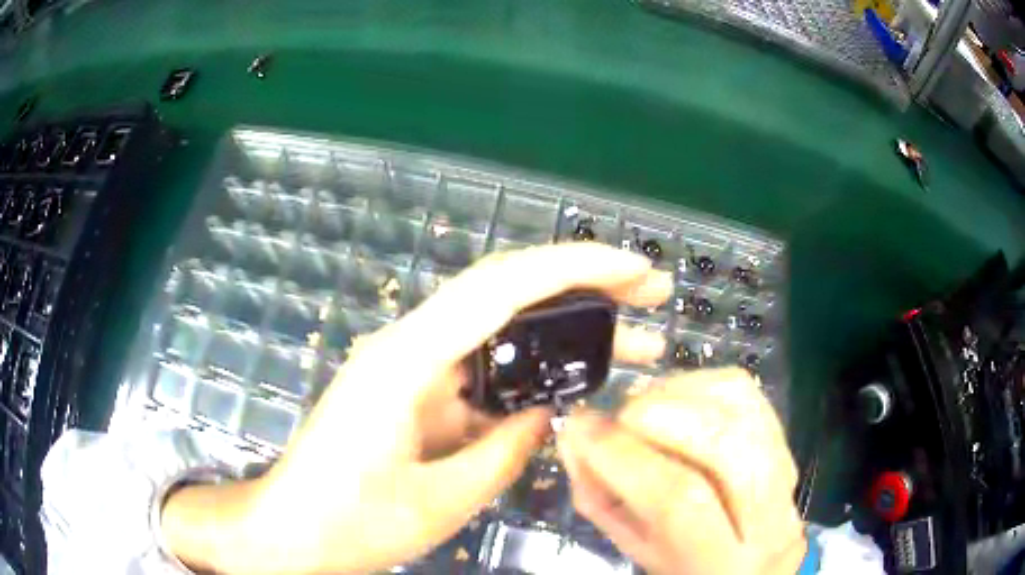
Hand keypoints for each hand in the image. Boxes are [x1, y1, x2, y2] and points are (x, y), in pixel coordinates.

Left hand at [160, 243, 672, 574]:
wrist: (290, 530)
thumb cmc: (349, 523)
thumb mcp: (439, 502)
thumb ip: (502, 451)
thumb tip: (542, 413)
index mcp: (406, 360)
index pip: (501, 286)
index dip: (575, 267)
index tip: (634, 270)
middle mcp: (408, 345)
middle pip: (504, 290)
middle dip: (582, 284)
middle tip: (649, 294)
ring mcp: (409, 365)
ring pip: (498, 326)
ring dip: (562, 329)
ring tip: (630, 343)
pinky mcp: (412, 389)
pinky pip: (482, 366)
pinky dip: (530, 367)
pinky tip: (565, 384)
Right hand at [558, 368, 806, 574]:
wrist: (749, 564)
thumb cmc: (683, 567)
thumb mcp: (635, 549)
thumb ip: (601, 497)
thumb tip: (575, 432)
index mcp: (721, 565)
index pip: (679, 501)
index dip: (624, 457)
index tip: (582, 428)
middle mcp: (770, 521)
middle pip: (725, 444)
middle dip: (659, 414)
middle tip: (618, 416)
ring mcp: (789, 475)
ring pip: (744, 407)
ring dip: (683, 392)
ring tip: (644, 406)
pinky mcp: (789, 442)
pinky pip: (750, 394)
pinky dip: (705, 383)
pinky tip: (677, 399)